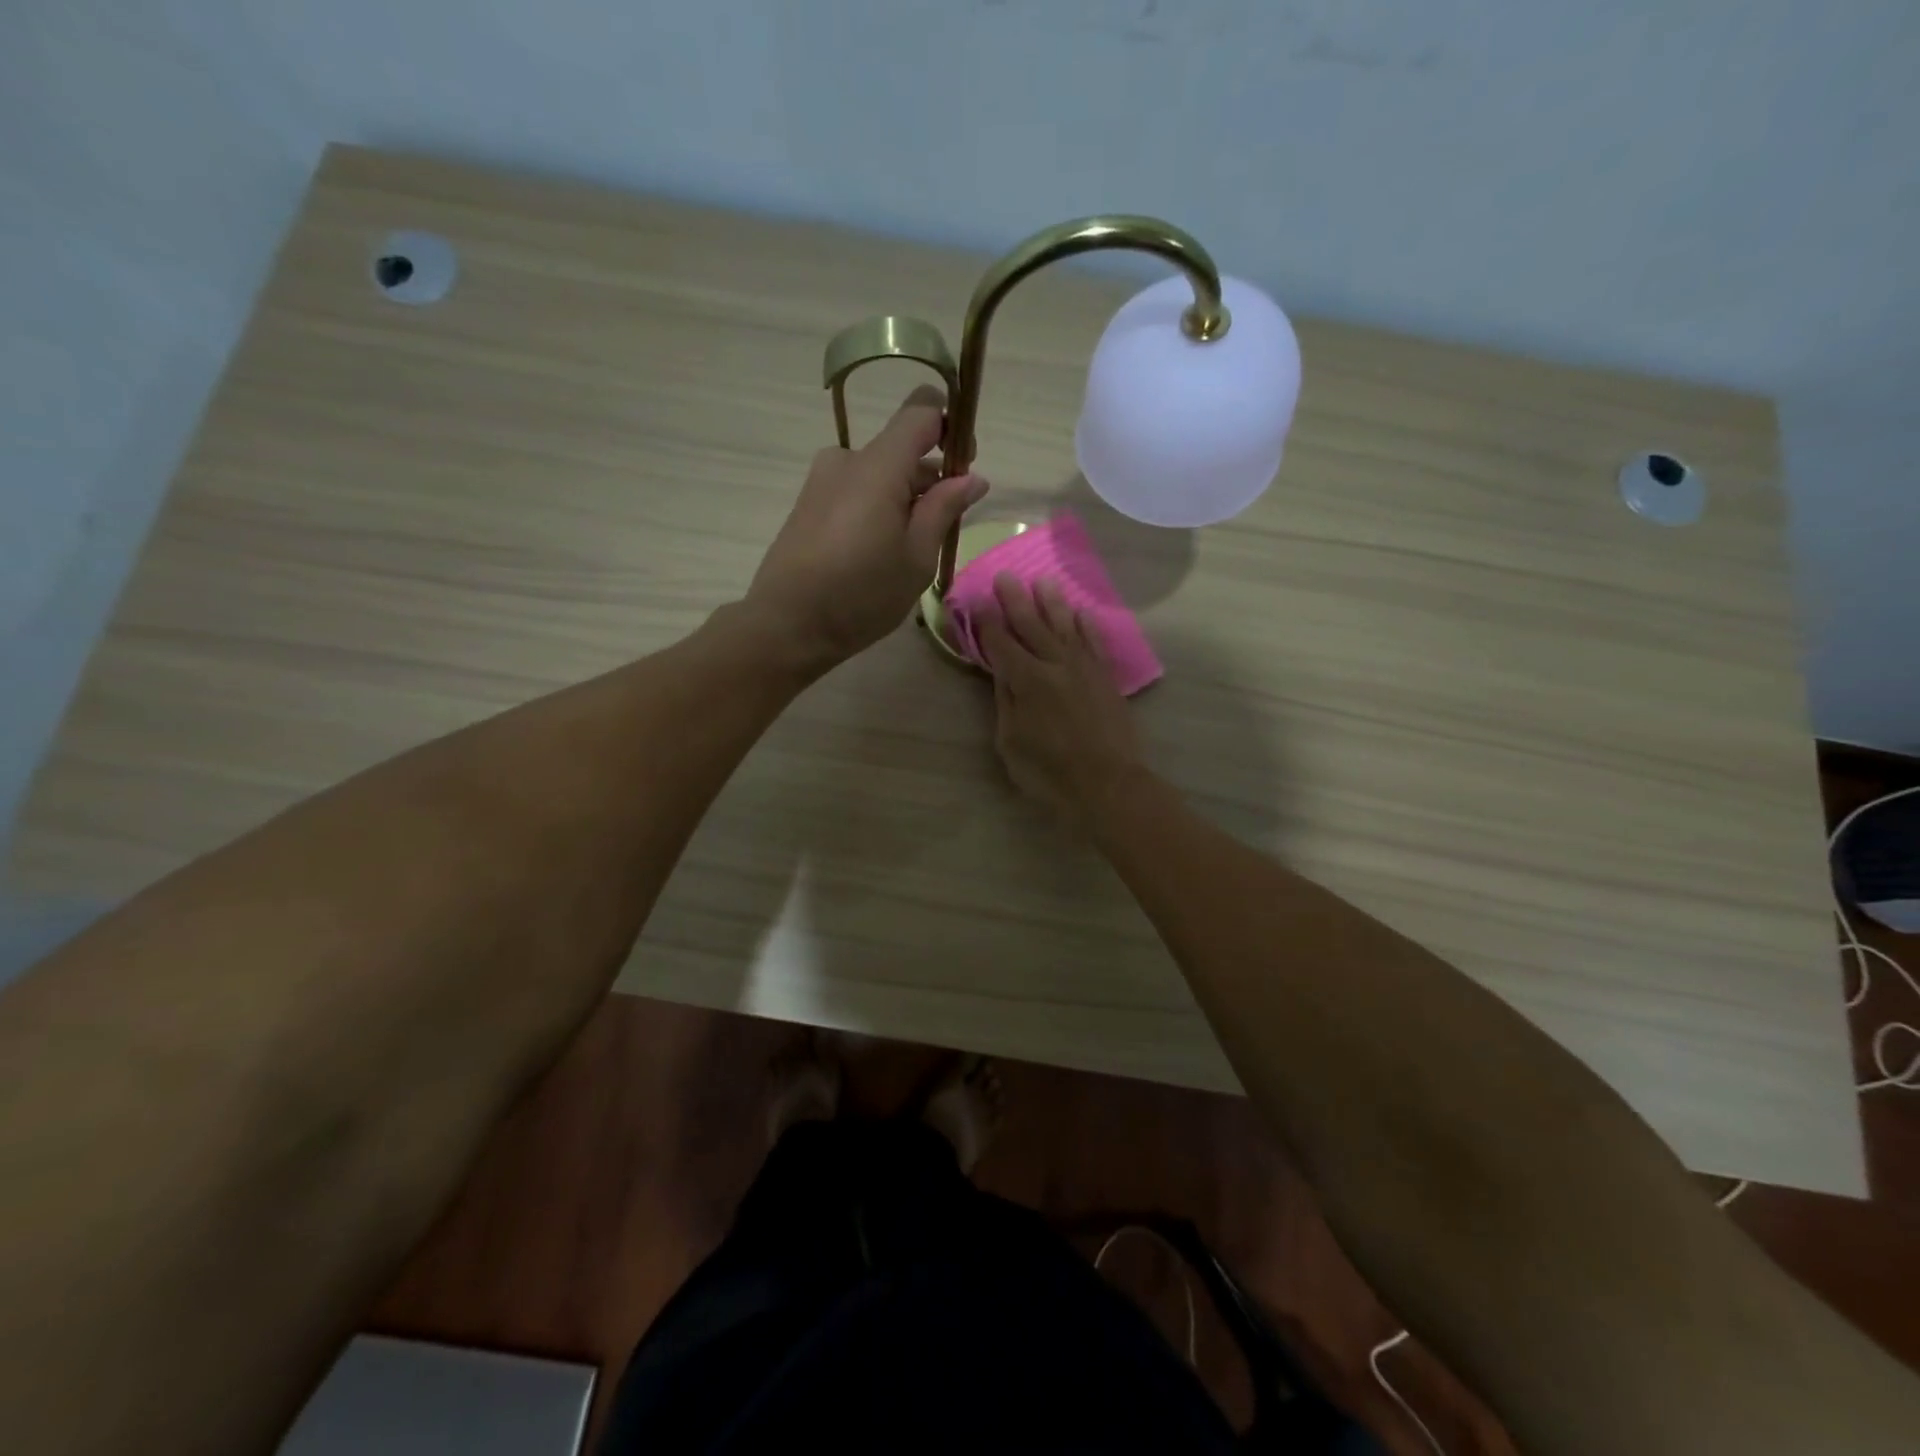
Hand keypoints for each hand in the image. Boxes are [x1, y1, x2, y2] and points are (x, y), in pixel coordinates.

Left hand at [744, 385, 987, 668]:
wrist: (788, 624)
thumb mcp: (916, 557)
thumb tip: (972, 478)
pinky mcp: (809, 504)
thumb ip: (944, 509)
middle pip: (900, 448)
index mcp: (878, 466)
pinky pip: (856, 491)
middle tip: (945, 527)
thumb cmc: (861, 593)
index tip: (966, 464)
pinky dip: (878, 509)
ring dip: (904, 498)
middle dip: (930, 477)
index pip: (921, 411)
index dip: (951, 426)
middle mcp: (847, 460)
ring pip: (878, 474)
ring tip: (912, 551)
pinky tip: (880, 554)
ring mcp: (822, 481)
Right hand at [974, 574, 1145, 824]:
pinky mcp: (1105, 678)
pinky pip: (1094, 643)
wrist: (1108, 784)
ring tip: (1043, 582)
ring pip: (1065, 627)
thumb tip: (1002, 673)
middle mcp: (1055, 665)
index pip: (1000, 644)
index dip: (986, 622)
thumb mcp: (1011, 742)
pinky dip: (1086, 626)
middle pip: (1031, 625)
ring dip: (1052, 603)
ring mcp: (1084, 669)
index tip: (975, 602)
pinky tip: (1081, 612)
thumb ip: (1006, 702)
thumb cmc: (1049, 771)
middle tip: (1005, 576)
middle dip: (1015, 600)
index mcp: (1026, 680)